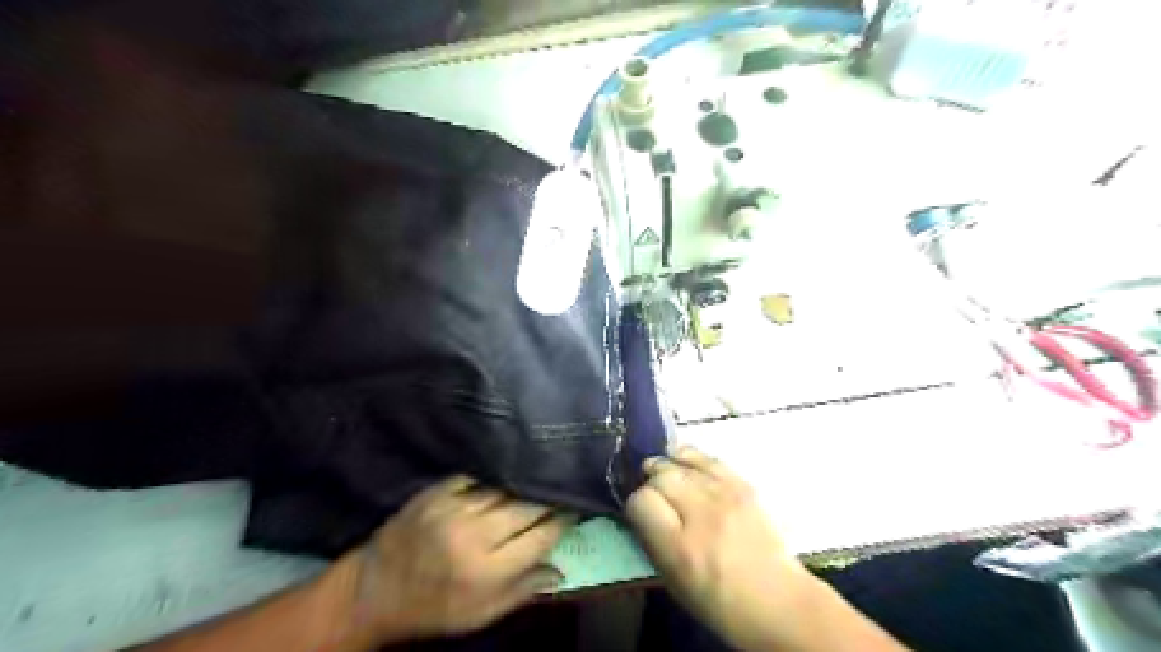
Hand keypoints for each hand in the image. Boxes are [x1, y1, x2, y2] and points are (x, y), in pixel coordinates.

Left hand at [348, 475, 575, 644]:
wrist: (375, 589)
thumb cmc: (433, 608)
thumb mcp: (480, 616)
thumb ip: (523, 592)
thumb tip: (560, 571)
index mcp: (486, 570)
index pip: (541, 536)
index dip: (562, 521)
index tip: (574, 510)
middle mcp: (473, 534)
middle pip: (527, 507)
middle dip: (548, 500)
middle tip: (560, 493)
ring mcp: (452, 508)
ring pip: (504, 489)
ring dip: (523, 487)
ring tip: (538, 480)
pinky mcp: (436, 492)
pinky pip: (476, 477)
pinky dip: (493, 478)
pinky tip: (504, 476)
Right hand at [625, 445, 813, 651]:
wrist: (778, 600)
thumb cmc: (720, 601)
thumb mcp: (673, 581)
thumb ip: (653, 540)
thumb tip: (643, 510)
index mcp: (679, 548)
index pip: (642, 502)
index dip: (636, 503)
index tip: (641, 512)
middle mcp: (701, 515)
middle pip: (661, 476)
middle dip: (651, 481)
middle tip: (653, 493)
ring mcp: (726, 496)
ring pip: (683, 462)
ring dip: (668, 465)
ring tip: (662, 469)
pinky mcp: (744, 486)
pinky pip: (709, 459)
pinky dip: (691, 457)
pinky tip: (683, 459)